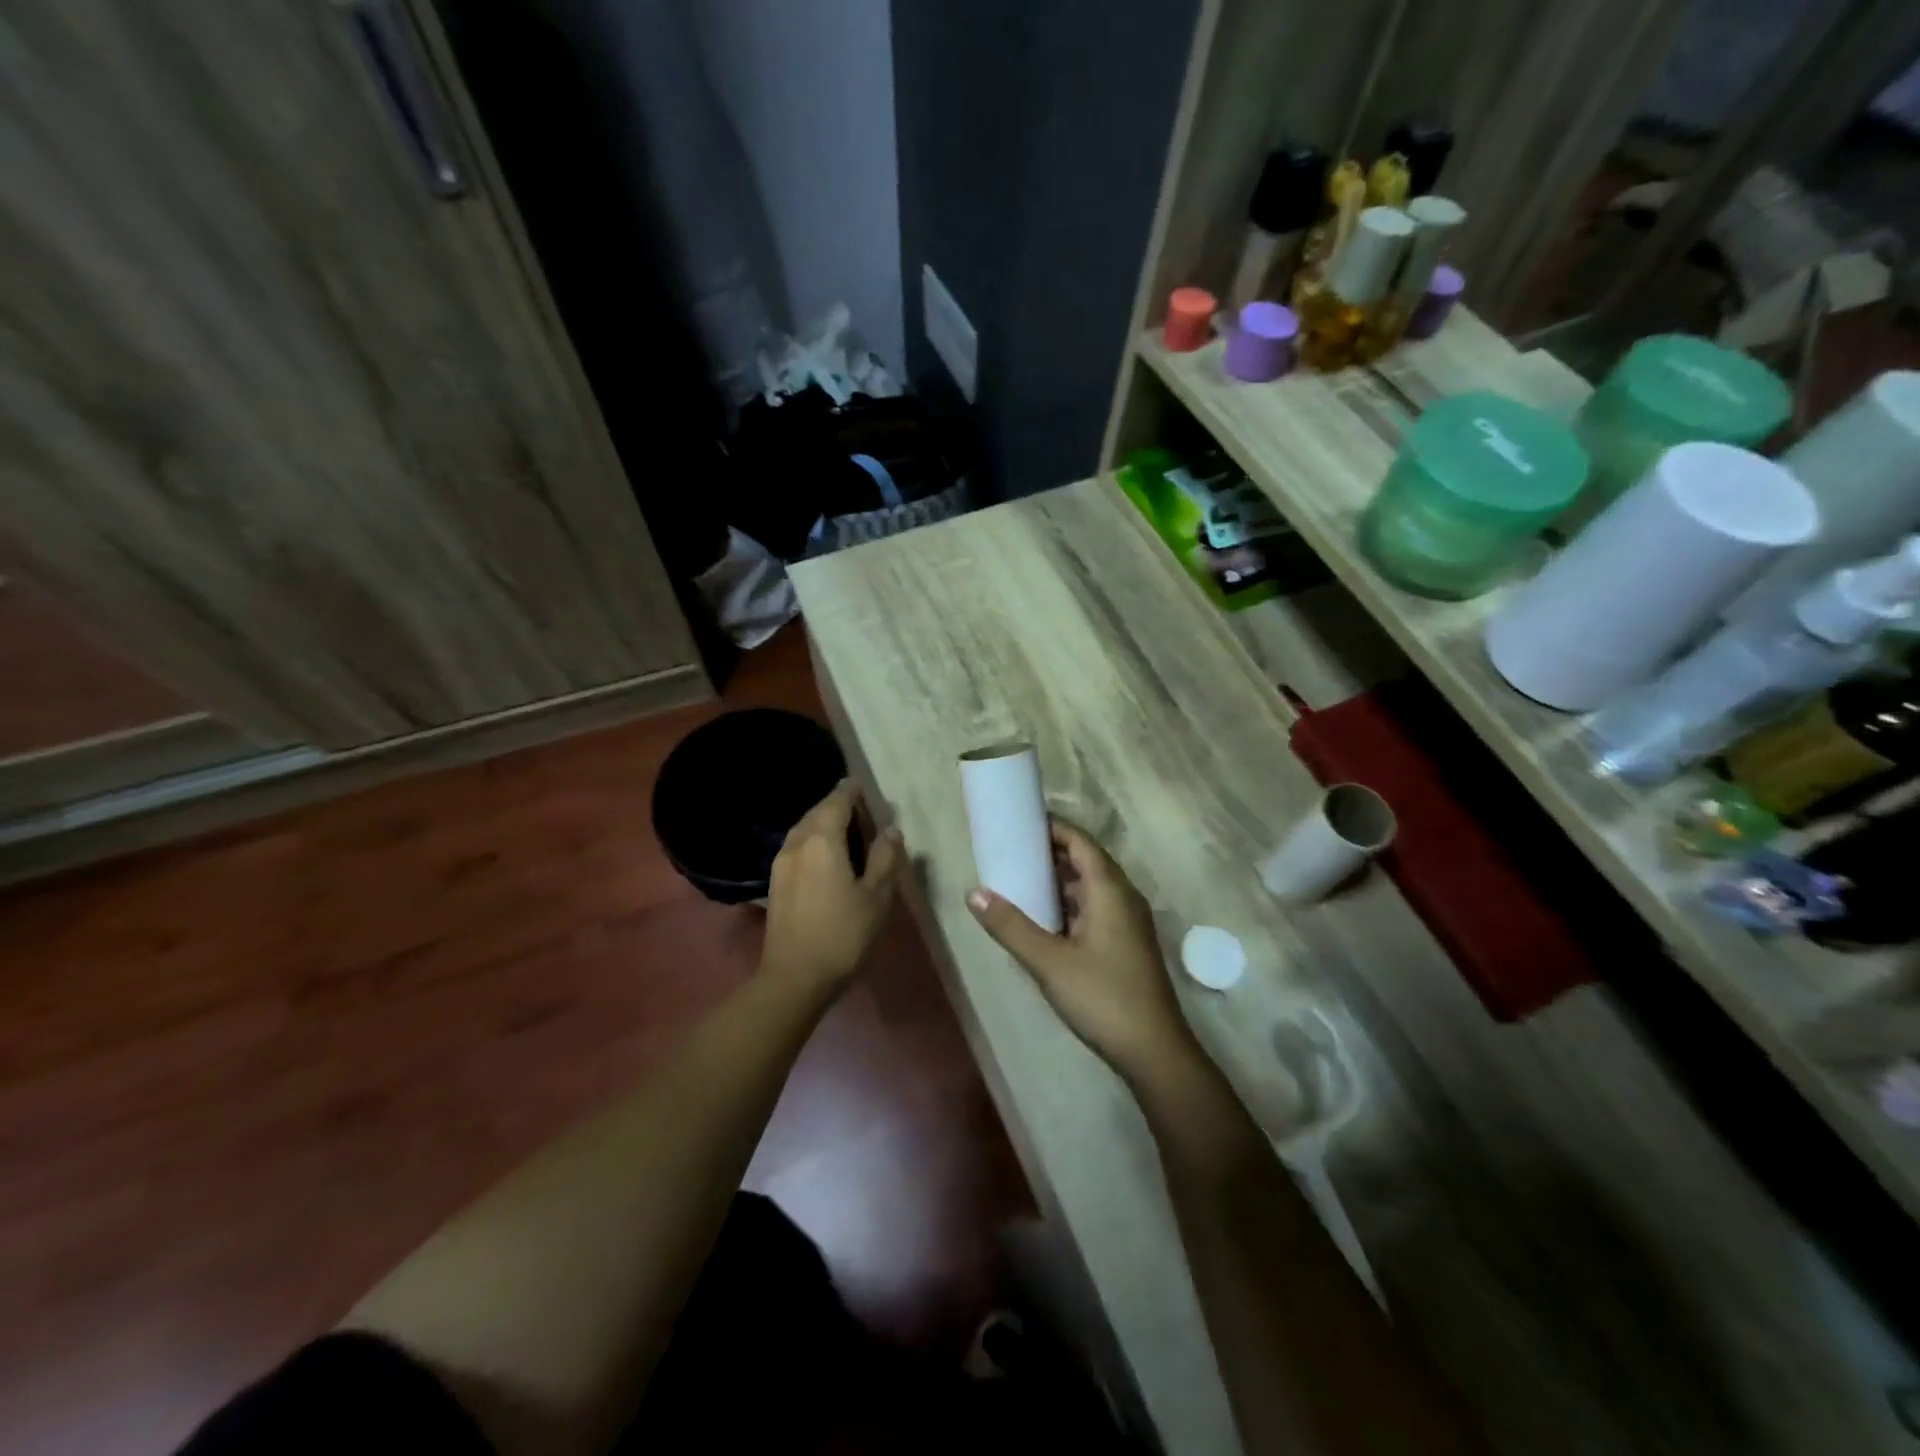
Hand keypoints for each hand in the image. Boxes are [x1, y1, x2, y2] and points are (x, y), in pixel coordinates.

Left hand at [762, 780, 904, 994]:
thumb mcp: (877, 896)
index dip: (852, 791)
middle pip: (817, 813)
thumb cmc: (843, 934)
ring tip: (846, 829)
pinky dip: (813, 841)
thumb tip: (890, 829)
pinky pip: (797, 847)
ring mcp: (781, 864)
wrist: (795, 978)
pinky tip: (827, 856)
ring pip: (803, 830)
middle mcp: (797, 844)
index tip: (863, 785)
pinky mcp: (776, 883)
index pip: (837, 802)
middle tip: (860, 808)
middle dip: (837, 805)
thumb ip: (885, 858)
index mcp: (822, 841)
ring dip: (823, 823)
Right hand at [967, 820, 1197, 1081]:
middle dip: (1051, 852)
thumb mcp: (1049, 962)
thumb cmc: (1103, 997)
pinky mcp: (1126, 944)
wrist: (1154, 1052)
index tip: (1020, 823)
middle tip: (1011, 850)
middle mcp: (1124, 898)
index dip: (1053, 828)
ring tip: (1020, 879)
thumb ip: (1010, 926)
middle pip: (1087, 861)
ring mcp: (1128, 923)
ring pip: (1091, 887)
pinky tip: (1044, 919)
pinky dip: (1069, 903)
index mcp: (1110, 890)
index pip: (1081, 842)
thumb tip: (974, 892)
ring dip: (1060, 880)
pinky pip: (1096, 908)